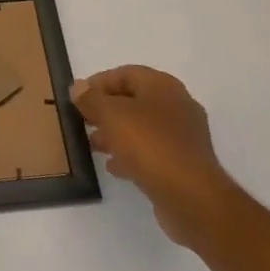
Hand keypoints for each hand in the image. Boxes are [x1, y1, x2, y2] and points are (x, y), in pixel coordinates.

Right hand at [72, 66, 230, 250]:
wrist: (191, 197)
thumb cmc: (150, 145)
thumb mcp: (112, 116)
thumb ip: (91, 99)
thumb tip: (78, 86)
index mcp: (163, 87)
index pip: (126, 74)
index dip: (99, 82)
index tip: (77, 97)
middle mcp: (177, 106)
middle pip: (134, 100)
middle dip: (106, 110)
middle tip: (82, 121)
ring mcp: (183, 137)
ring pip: (142, 128)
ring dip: (116, 133)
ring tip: (93, 145)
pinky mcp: (183, 164)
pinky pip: (151, 152)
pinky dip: (131, 154)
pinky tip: (113, 166)